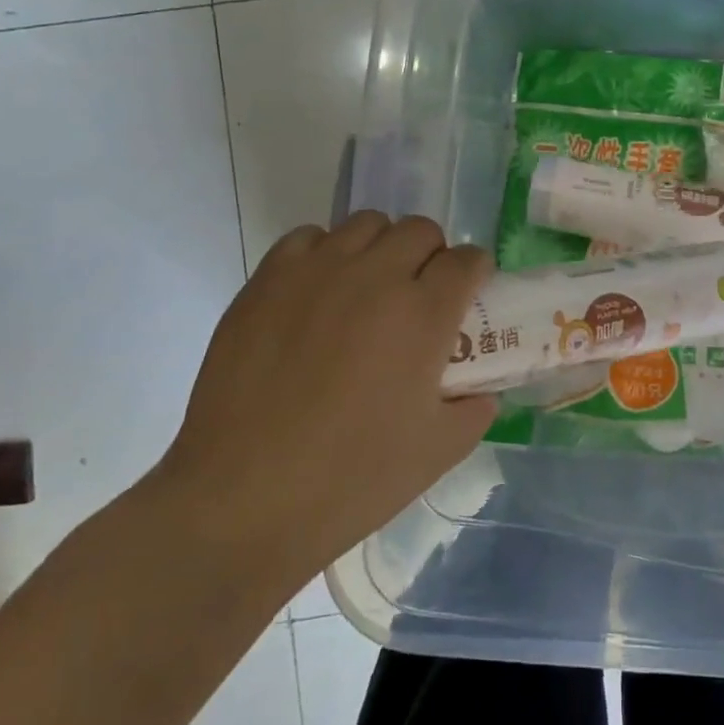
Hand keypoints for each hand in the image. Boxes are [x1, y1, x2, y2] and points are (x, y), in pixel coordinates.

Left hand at [148, 212, 494, 593]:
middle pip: (421, 230)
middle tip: (420, 295)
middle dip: (432, 255)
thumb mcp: (438, 452)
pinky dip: (325, 253)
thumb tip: (479, 390)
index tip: (469, 293)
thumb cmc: (351, 479)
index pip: (468, 260)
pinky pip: (308, 237)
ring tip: (368, 290)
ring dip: (381, 248)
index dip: (476, 273)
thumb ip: (474, 410)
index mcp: (424, 314)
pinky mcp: (267, 281)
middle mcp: (375, 278)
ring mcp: (316, 273)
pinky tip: (318, 294)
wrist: (243, 500)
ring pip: (366, 224)